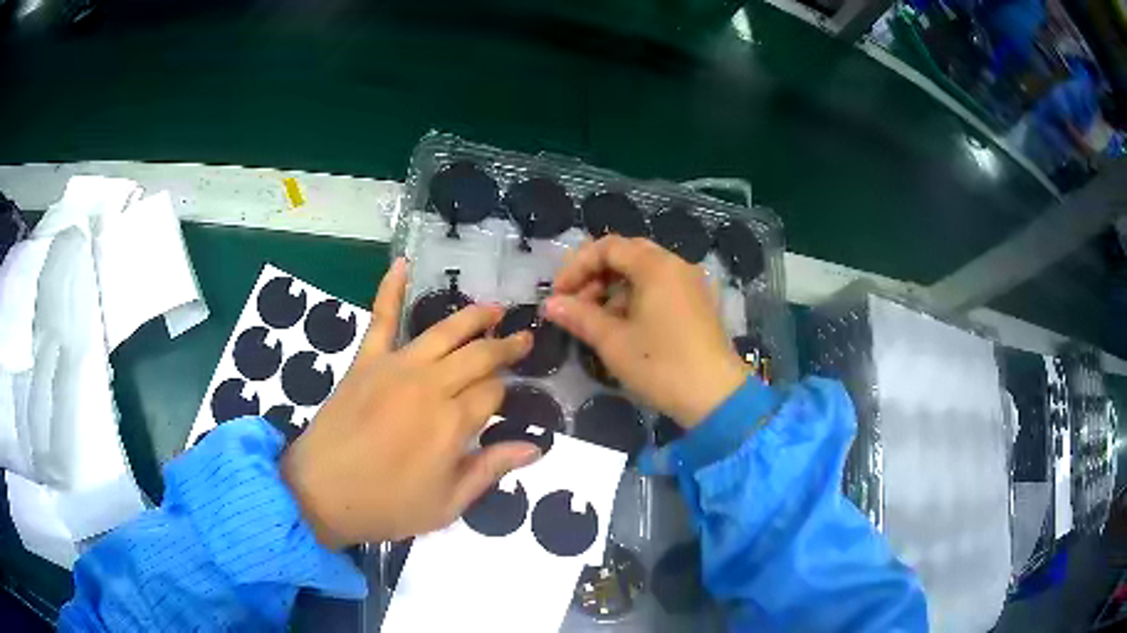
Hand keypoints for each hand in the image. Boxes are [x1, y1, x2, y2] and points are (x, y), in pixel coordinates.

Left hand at [282, 259, 537, 548]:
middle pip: (478, 355)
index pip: (494, 392)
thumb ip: (491, 469)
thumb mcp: (448, 504)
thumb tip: (535, 447)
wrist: (321, 493)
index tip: (510, 398)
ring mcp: (396, 367)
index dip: (506, 392)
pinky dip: (390, 288)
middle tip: (524, 339)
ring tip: (494, 310)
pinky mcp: (366, 360)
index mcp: (453, 423)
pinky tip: (402, 264)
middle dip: (505, 346)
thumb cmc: (387, 506)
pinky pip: (381, 317)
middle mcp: (430, 385)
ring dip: (473, 316)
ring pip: (444, 331)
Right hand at [543, 236, 746, 428]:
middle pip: (627, 255)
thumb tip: (550, 304)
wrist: (716, 397)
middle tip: (575, 305)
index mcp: (656, 266)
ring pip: (644, 273)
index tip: (558, 295)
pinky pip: (661, 288)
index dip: (577, 266)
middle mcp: (676, 266)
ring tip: (596, 322)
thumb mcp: (613, 341)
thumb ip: (579, 316)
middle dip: (595, 276)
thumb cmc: (661, 365)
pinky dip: (636, 299)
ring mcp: (691, 284)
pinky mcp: (698, 304)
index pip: (608, 247)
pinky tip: (624, 328)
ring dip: (614, 290)